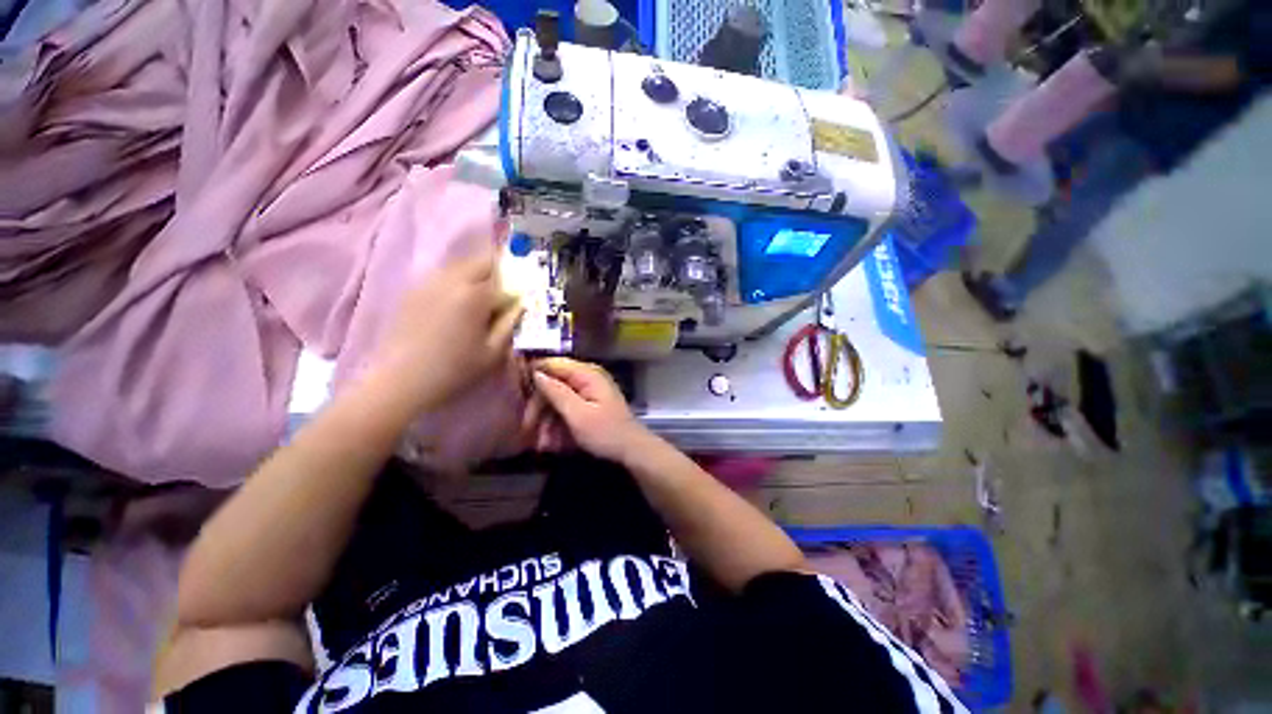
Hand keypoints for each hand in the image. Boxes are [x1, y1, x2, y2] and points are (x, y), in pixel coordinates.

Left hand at [370, 248, 522, 412]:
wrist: (400, 381)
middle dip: (497, 272)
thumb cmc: (454, 370)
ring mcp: (428, 283)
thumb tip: (520, 305)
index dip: (516, 287)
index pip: (505, 278)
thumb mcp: (493, 352)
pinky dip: (456, 282)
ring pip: (459, 265)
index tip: (520, 299)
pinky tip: (455, 304)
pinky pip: (441, 276)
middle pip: (480, 262)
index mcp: (475, 295)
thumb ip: (509, 324)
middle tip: (503, 293)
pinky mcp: (412, 292)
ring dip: (476, 274)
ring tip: (481, 297)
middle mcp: (451, 280)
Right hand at [530, 357, 652, 462]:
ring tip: (543, 445)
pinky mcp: (590, 406)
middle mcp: (588, 378)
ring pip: (559, 400)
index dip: (534, 377)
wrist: (632, 451)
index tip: (518, 396)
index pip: (553, 364)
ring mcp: (589, 392)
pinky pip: (568, 410)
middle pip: (554, 384)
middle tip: (528, 430)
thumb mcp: (577, 414)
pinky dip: (559, 425)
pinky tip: (554, 444)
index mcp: (587, 374)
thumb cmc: (606, 432)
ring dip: (548, 422)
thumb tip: (536, 372)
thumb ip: (556, 392)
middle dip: (540, 408)